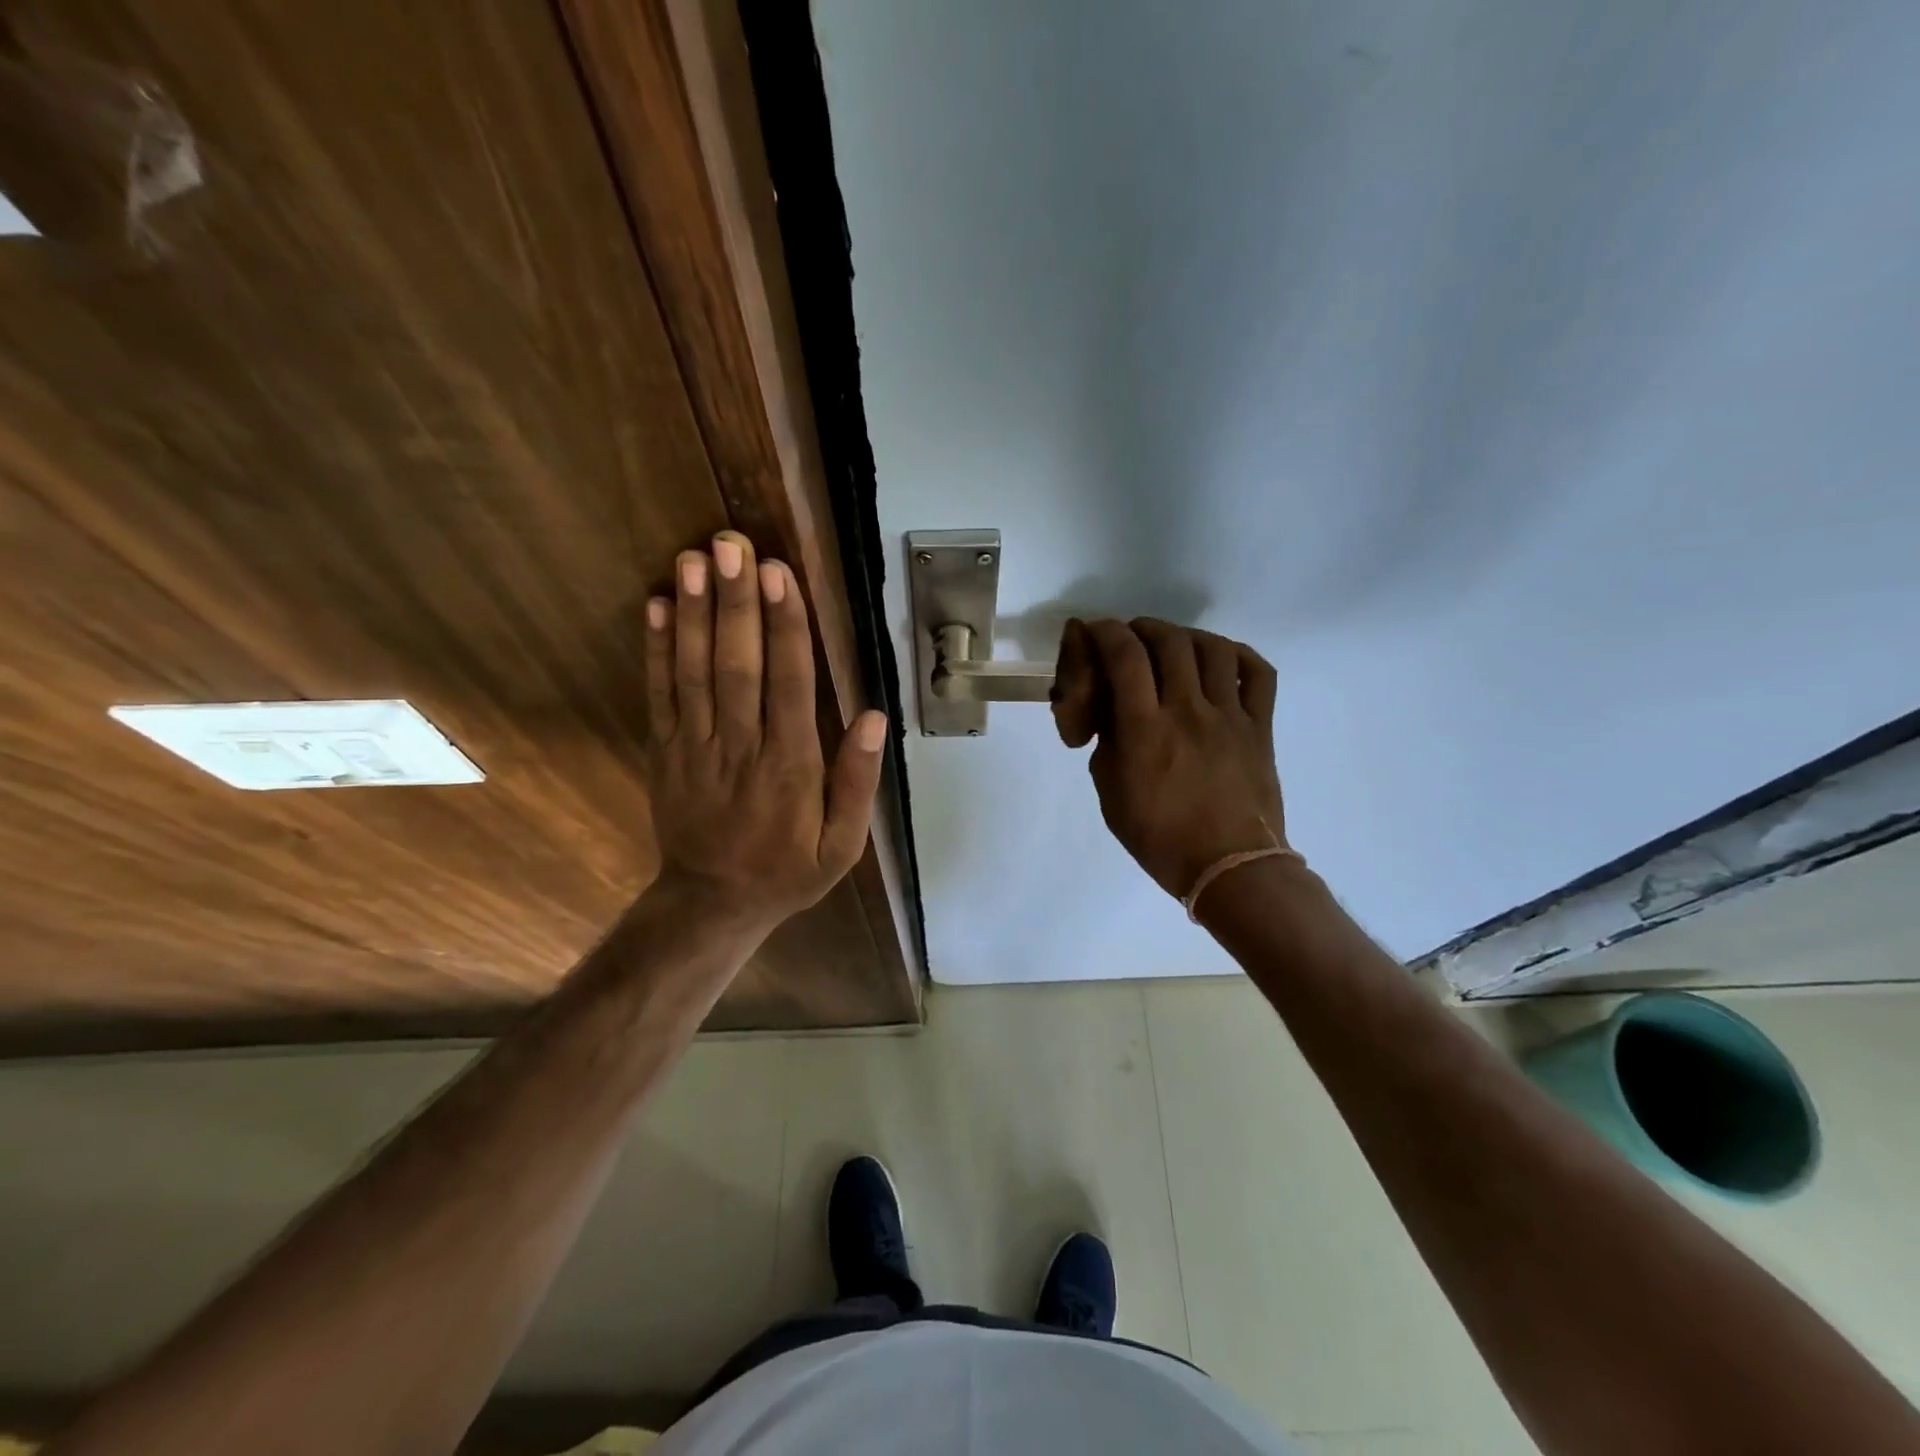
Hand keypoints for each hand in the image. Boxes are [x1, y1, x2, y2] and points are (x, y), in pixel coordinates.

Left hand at [643, 532, 887, 934]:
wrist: (712, 902)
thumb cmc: (787, 870)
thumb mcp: (842, 846)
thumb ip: (857, 783)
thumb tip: (875, 719)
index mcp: (790, 767)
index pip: (789, 684)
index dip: (786, 627)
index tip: (780, 575)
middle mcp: (741, 747)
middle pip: (738, 665)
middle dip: (736, 602)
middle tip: (732, 544)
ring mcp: (695, 746)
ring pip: (694, 671)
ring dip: (692, 612)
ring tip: (692, 558)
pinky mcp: (665, 750)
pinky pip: (659, 694)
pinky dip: (655, 649)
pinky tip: (654, 605)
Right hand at [1052, 618, 1285, 899]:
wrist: (1229, 868)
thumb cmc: (1160, 838)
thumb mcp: (1111, 792)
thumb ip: (1108, 744)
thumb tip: (1116, 716)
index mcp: (1145, 730)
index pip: (1124, 656)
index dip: (1105, 632)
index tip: (1094, 632)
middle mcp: (1188, 711)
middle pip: (1168, 640)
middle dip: (1142, 628)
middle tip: (1131, 638)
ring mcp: (1230, 716)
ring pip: (1213, 647)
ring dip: (1186, 635)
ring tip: (1173, 645)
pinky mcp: (1260, 726)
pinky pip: (1259, 673)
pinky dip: (1238, 655)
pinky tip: (1221, 660)